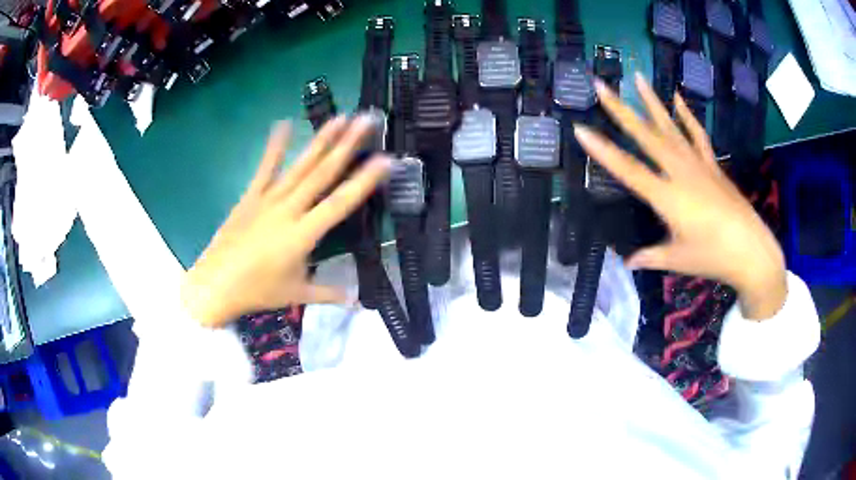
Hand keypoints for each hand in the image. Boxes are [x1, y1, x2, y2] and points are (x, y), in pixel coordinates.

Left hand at [182, 115, 390, 326]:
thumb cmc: (258, 291)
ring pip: (300, 166)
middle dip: (347, 145)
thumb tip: (357, 300)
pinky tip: (283, 123)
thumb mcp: (296, 294)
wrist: (215, 284)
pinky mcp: (251, 196)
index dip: (364, 181)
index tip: (385, 159)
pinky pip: (265, 168)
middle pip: (323, 173)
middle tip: (366, 121)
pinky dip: (274, 146)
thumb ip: (329, 293)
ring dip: (321, 140)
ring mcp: (268, 199)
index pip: (340, 203)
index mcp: (303, 234)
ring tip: (339, 117)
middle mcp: (289, 209)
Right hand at [574, 73, 786, 319]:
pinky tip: (677, 98)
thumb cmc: (713, 258)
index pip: (628, 170)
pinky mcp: (712, 165)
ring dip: (652, 102)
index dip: (603, 151)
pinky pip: (697, 135)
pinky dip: (687, 115)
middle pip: (645, 137)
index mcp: (667, 197)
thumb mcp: (678, 260)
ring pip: (670, 128)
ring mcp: (698, 165)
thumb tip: (628, 262)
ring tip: (638, 77)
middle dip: (620, 110)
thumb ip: (651, 256)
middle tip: (601, 85)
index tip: (580, 129)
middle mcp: (679, 172)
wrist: (752, 251)